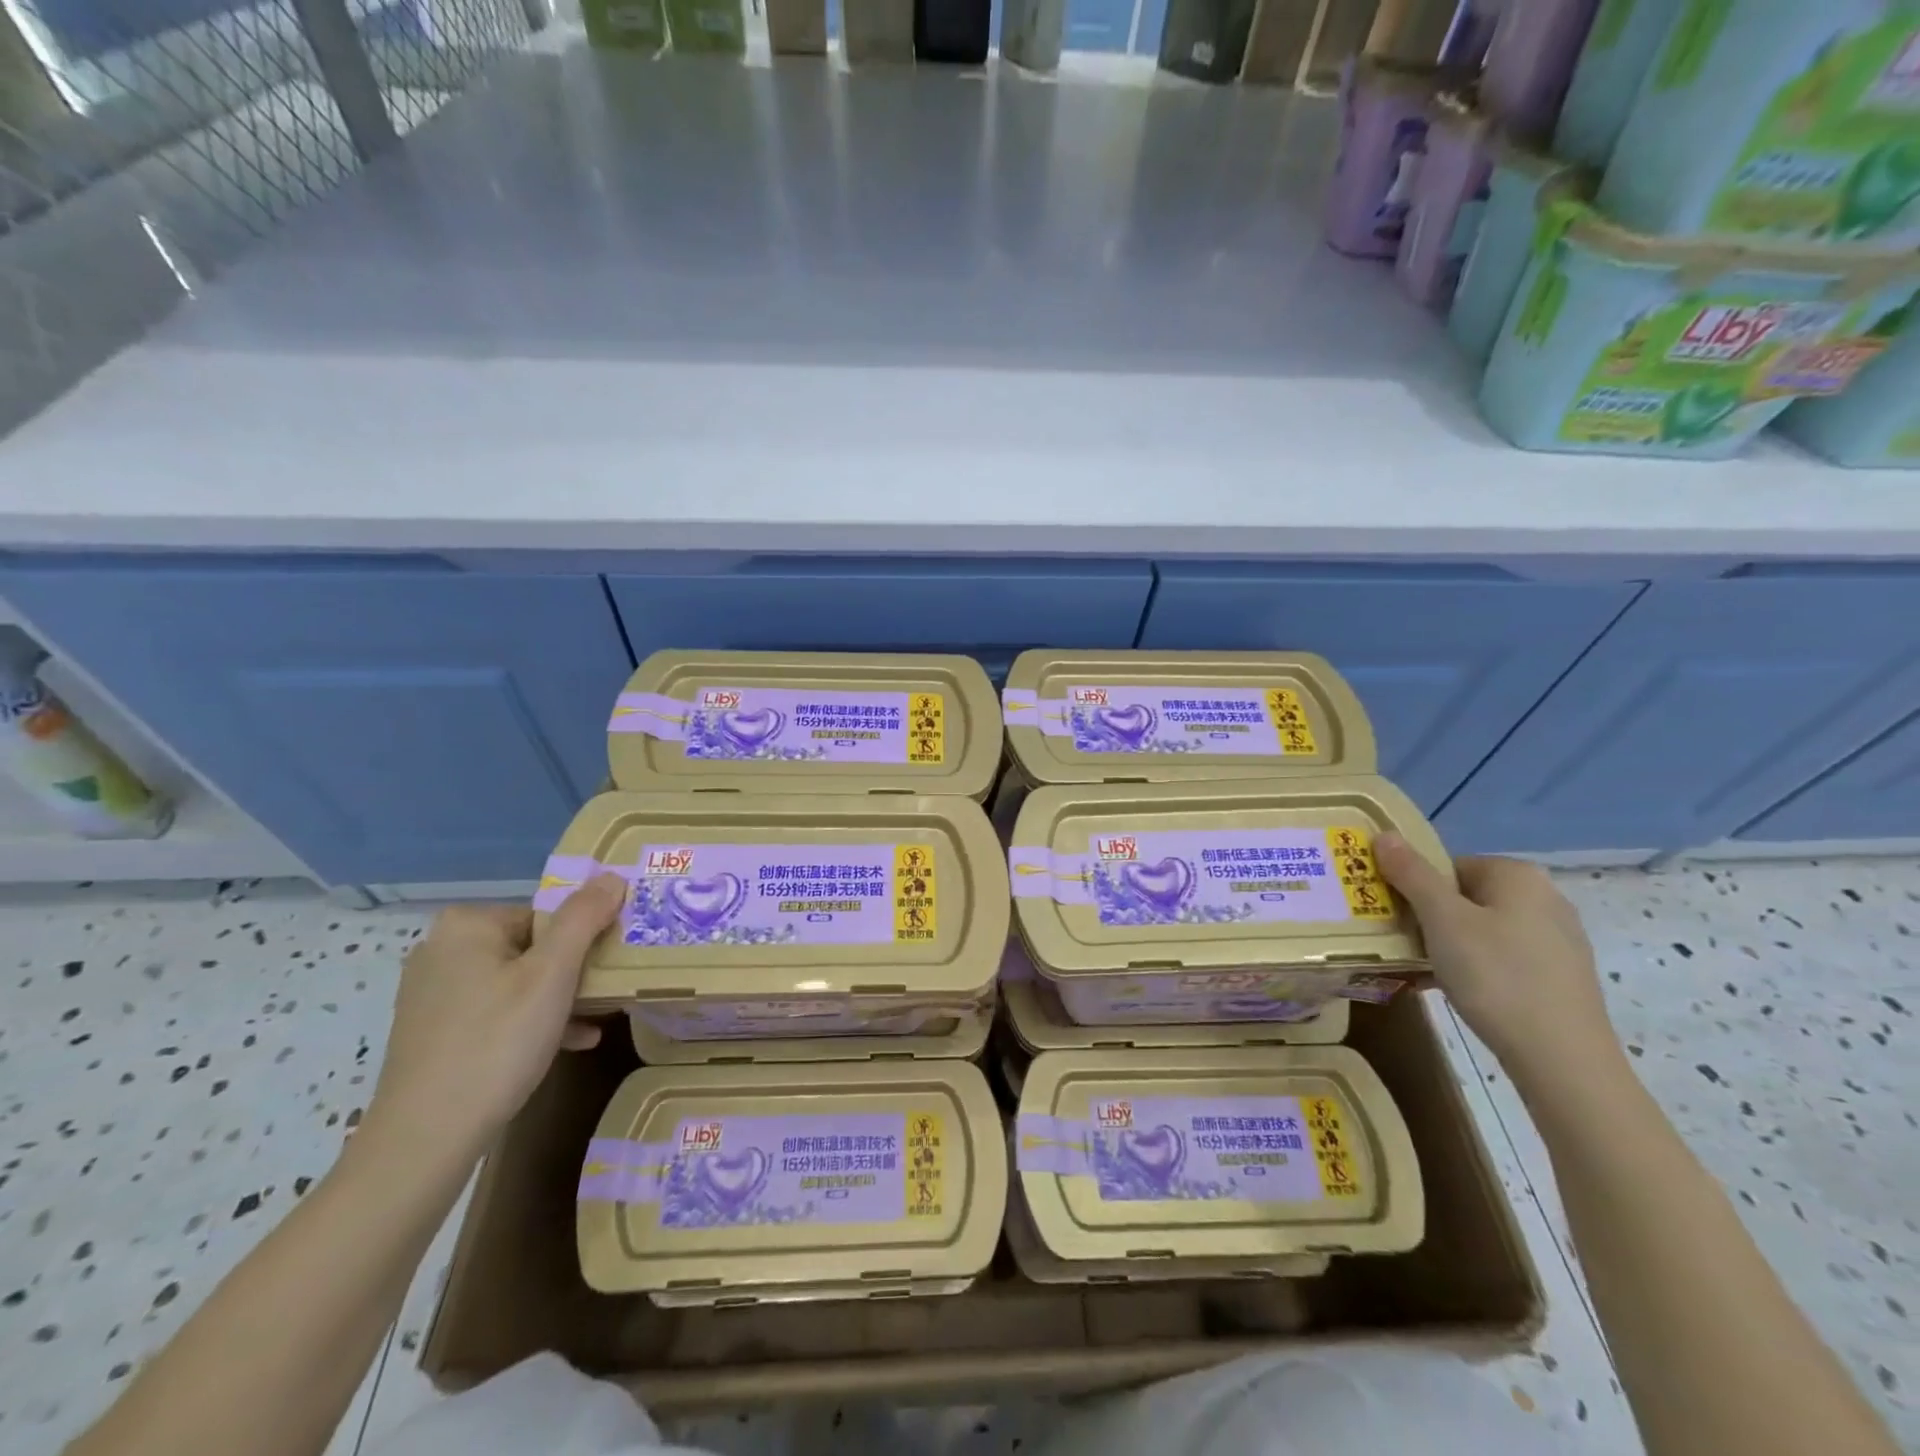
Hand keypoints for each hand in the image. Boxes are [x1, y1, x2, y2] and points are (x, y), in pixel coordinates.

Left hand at [366, 874, 627, 1160]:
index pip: (547, 915)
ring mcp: (434, 992)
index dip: (583, 940)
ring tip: (597, 1019)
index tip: (608, 968)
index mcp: (467, 925)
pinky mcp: (434, 1030)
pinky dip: (531, 1021)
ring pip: (518, 981)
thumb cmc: (497, 1042)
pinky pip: (497, 1011)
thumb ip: (585, 918)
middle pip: (533, 946)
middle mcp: (442, 950)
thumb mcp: (553, 974)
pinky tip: (571, 1042)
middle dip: (573, 971)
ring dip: (559, 998)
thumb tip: (613, 876)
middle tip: (607, 994)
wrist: (427, 1138)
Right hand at [1372, 836, 1618, 1078]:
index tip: (1394, 917)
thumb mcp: (1442, 920)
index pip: (1447, 865)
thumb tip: (1384, 834)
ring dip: (1447, 945)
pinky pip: (1502, 957)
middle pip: (1464, 896)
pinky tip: (1458, 992)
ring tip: (1423, 972)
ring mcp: (1557, 938)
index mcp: (1518, 875)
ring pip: (1481, 928)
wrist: (1563, 1059)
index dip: (1414, 889)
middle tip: (1403, 945)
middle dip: (1429, 918)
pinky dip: (1475, 967)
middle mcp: (1544, 897)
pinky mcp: (1560, 974)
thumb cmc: (1496, 976)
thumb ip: (1411, 874)